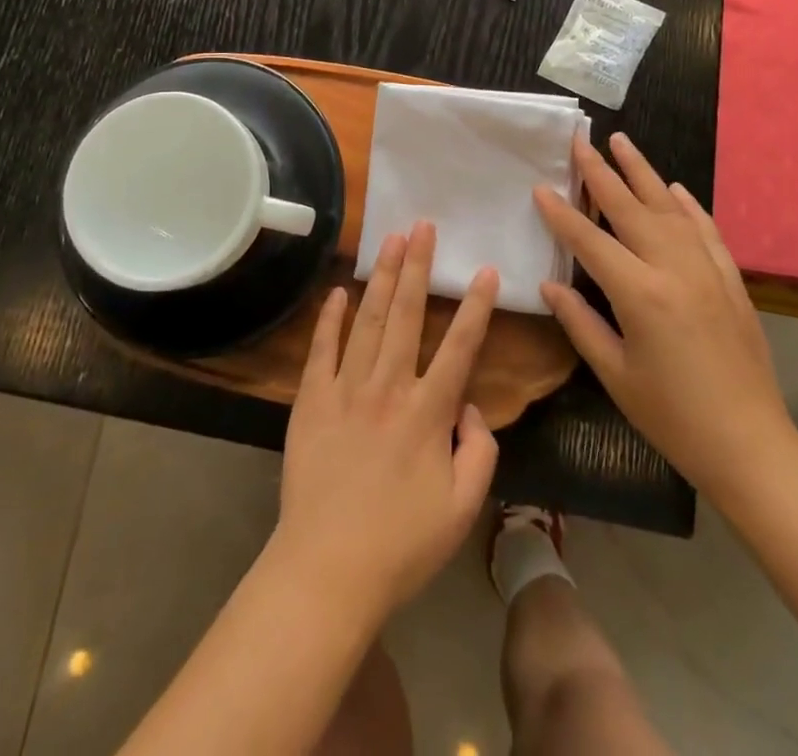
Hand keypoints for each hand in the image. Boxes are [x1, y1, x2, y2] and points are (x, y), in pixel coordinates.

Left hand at [271, 223, 499, 624]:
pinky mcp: (311, 401)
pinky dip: (329, 318)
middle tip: (423, 226)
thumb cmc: (401, 545)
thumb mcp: (463, 508)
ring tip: (390, 241)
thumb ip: (480, 451)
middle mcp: (388, 388)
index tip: (486, 270)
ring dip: (382, 278)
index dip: (477, 307)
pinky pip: (321, 350)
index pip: (460, 347)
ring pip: (368, 321)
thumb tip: (470, 406)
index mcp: (428, 412)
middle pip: (407, 315)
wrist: (326, 571)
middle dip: (418, 266)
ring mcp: (345, 390)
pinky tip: (337, 291)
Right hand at [533, 134, 797, 498]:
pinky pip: (706, 231)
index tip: (540, 186)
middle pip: (630, 208)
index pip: (590, 240)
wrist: (751, 446)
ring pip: (670, 209)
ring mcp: (708, 271)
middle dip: (600, 172)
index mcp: (640, 294)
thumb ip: (580, 323)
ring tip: (622, 142)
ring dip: (643, 173)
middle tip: (580, 140)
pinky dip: (689, 206)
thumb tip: (550, 284)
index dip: (561, 213)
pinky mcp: (731, 281)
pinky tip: (675, 189)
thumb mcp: (615, 375)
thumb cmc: (672, 418)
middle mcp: (674, 269)